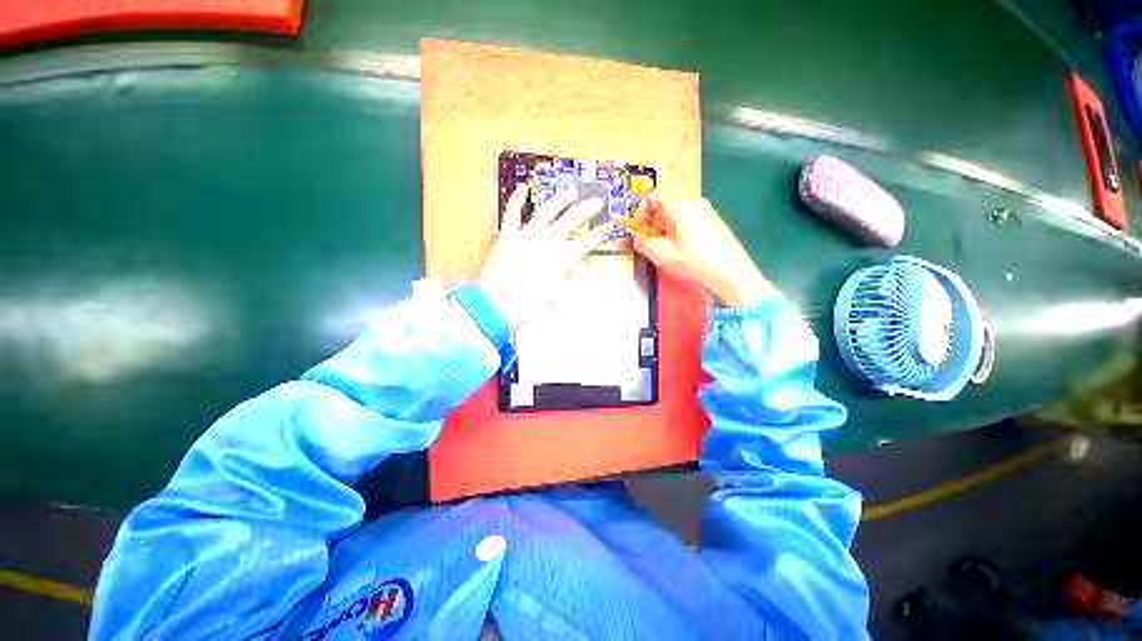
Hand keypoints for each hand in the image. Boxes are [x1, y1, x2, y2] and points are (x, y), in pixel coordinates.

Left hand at [478, 186, 612, 328]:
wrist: (497, 306)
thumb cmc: (529, 305)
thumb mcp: (558, 295)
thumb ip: (572, 276)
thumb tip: (582, 264)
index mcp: (562, 258)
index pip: (587, 242)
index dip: (600, 234)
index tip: (608, 227)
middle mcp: (547, 241)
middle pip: (572, 219)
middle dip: (588, 209)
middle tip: (596, 202)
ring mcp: (527, 236)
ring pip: (548, 210)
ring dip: (562, 199)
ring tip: (571, 192)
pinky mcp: (508, 236)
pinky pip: (512, 213)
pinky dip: (517, 199)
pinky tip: (523, 188)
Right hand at [632, 195, 773, 305]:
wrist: (731, 272)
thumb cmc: (694, 260)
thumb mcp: (661, 254)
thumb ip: (643, 243)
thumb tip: (637, 238)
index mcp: (679, 204)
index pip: (653, 197)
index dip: (641, 213)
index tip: (638, 230)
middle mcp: (694, 201)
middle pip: (665, 205)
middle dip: (653, 224)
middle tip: (651, 243)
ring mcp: (707, 210)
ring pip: (677, 214)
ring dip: (665, 229)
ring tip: (667, 250)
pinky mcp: (714, 221)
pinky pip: (689, 220)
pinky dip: (679, 231)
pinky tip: (683, 250)